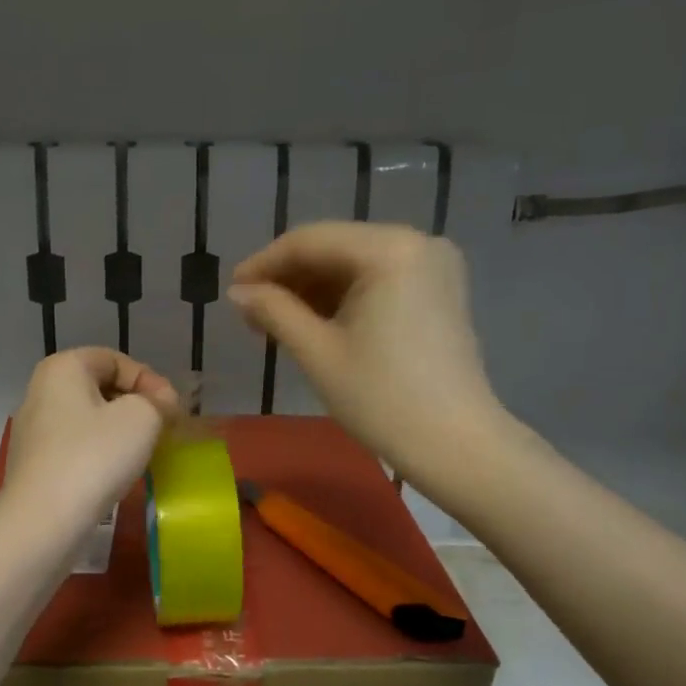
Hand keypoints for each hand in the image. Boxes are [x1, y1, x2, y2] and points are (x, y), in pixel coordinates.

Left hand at [0, 348, 179, 532]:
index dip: (150, 380)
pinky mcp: (35, 465)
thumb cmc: (94, 457)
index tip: (172, 410)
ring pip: (89, 420)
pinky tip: (117, 474)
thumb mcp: (141, 418)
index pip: (115, 360)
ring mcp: (34, 431)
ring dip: (121, 432)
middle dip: (136, 405)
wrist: (44, 521)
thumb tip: (161, 404)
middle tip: (164, 429)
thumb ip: (158, 401)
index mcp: (62, 368)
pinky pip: (77, 448)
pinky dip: (101, 454)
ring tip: (145, 452)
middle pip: (100, 388)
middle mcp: (41, 392)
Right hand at [229, 222, 503, 474]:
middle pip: (334, 248)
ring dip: (313, 289)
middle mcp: (417, 242)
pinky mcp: (439, 289)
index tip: (231, 291)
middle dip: (289, 278)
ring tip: (276, 322)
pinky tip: (315, 322)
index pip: (310, 241)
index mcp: (389, 249)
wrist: (454, 444)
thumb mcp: (317, 352)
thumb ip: (273, 311)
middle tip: (250, 312)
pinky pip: (379, 279)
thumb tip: (237, 292)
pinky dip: (344, 297)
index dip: (264, 264)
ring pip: (355, 264)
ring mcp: (433, 264)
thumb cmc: (381, 398)